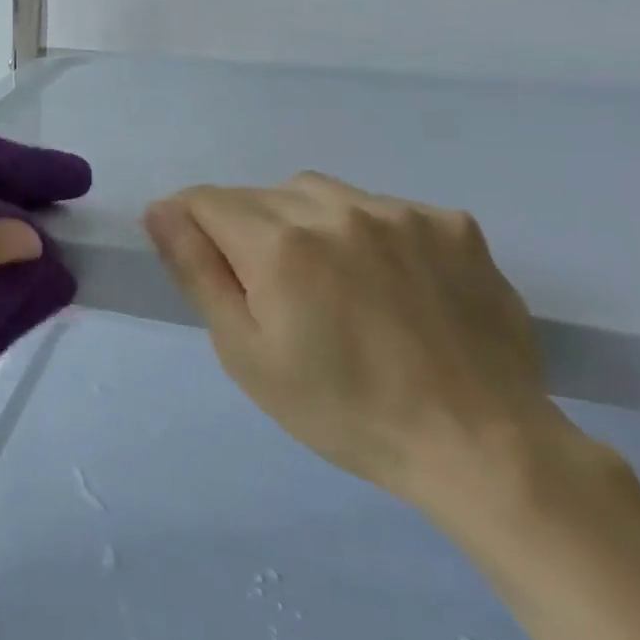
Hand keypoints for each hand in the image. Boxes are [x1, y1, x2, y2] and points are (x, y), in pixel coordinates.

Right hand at [145, 173, 573, 524]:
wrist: (479, 446)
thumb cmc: (342, 409)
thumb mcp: (246, 352)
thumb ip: (197, 271)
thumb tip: (160, 211)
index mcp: (280, 244)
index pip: (206, 200)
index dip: (191, 224)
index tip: (201, 261)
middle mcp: (338, 210)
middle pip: (260, 194)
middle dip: (245, 229)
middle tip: (269, 290)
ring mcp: (402, 213)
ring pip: (319, 193)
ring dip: (303, 222)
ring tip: (326, 280)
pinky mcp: (452, 224)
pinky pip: (382, 207)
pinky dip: (365, 231)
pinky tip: (386, 282)